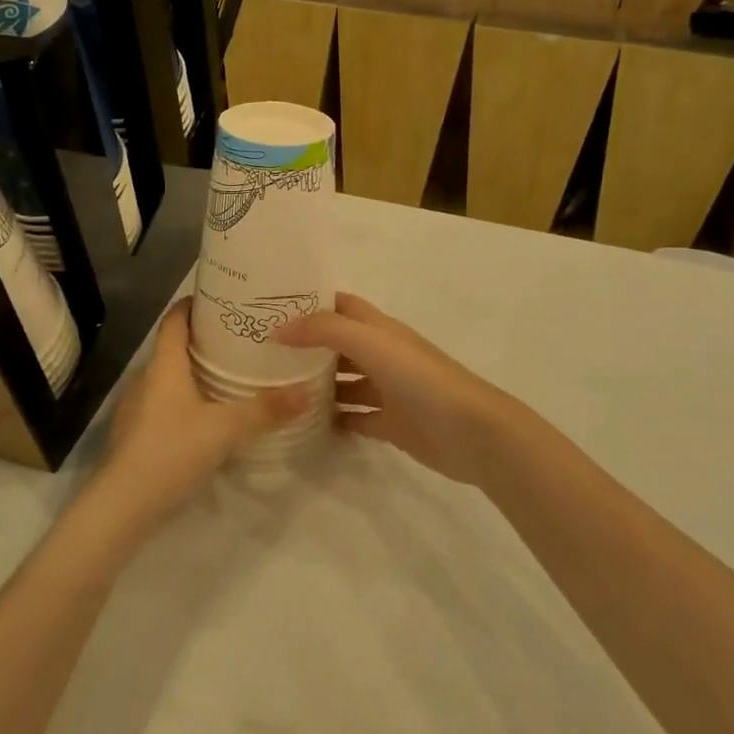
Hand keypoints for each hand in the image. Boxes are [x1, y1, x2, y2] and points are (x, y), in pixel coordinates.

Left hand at [92, 302, 310, 534]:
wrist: (122, 506)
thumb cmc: (171, 451)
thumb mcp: (225, 429)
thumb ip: (265, 410)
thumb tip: (307, 392)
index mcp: (164, 365)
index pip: (174, 319)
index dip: (193, 304)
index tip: (221, 297)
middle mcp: (147, 378)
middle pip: (174, 346)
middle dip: (204, 339)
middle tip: (240, 337)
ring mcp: (137, 407)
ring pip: (169, 377)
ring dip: (195, 371)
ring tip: (230, 374)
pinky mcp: (137, 433)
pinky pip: (165, 403)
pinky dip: (186, 399)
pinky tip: (207, 415)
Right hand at [274, 293, 520, 486]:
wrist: (471, 432)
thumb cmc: (420, 378)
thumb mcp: (370, 342)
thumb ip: (324, 330)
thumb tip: (278, 330)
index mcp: (379, 329)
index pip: (340, 305)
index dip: (310, 302)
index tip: (271, 307)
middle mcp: (382, 354)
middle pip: (338, 344)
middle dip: (306, 346)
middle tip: (262, 353)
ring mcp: (387, 390)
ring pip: (344, 382)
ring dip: (316, 384)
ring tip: (276, 390)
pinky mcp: (391, 424)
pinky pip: (355, 418)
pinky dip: (333, 419)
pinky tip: (306, 424)